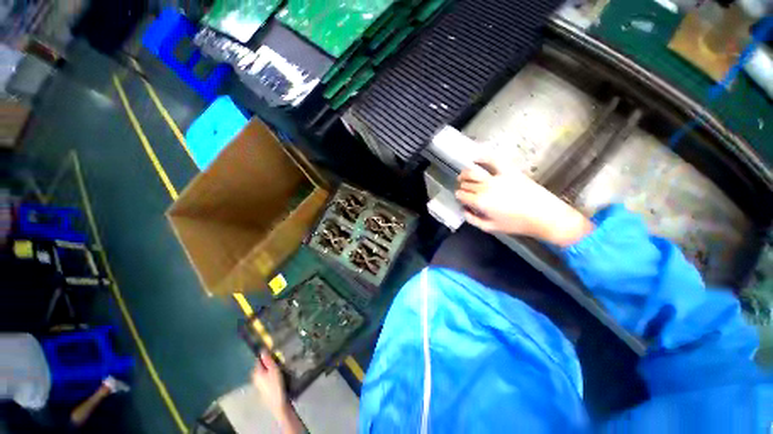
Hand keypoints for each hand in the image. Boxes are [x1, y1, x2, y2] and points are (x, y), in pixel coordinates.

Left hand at [252, 349, 301, 432]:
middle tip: (278, 356)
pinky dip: (271, 372)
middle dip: (268, 360)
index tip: (273, 350)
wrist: (277, 402)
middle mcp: (255, 377)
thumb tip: (262, 350)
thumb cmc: (275, 384)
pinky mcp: (264, 387)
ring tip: (279, 363)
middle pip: (261, 365)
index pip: (258, 359)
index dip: (265, 354)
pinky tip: (278, 372)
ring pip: (264, 370)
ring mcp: (259, 383)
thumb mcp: (273, 370)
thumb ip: (268, 360)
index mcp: (256, 372)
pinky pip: (266, 375)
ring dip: (270, 366)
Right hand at [455, 159, 593, 246]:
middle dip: (462, 187)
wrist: (544, 216)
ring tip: (463, 176)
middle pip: (466, 184)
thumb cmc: (516, 224)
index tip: (460, 198)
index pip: (461, 195)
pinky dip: (482, 158)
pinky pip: (492, 160)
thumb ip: (473, 219)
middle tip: (464, 190)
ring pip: (473, 172)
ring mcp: (496, 177)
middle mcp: (484, 188)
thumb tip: (464, 210)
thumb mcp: (490, 228)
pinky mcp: (508, 171)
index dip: (459, 196)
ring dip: (465, 174)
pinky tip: (476, 159)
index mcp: (480, 202)